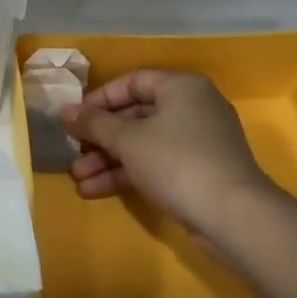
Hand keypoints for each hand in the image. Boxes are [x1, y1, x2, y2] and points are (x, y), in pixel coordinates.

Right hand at [60, 70, 277, 241]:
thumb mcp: (127, 140)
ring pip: (144, 143)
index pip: (132, 82)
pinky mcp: (199, 172)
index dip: (99, 99)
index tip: (74, 118)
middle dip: (100, 137)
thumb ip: (93, 123)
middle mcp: (193, 107)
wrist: (233, 215)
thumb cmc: (176, 162)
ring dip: (109, 160)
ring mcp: (198, 142)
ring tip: (79, 178)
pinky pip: (156, 164)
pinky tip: (97, 191)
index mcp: (181, 87)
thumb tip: (64, 111)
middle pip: (136, 115)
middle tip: (73, 151)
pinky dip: (129, 173)